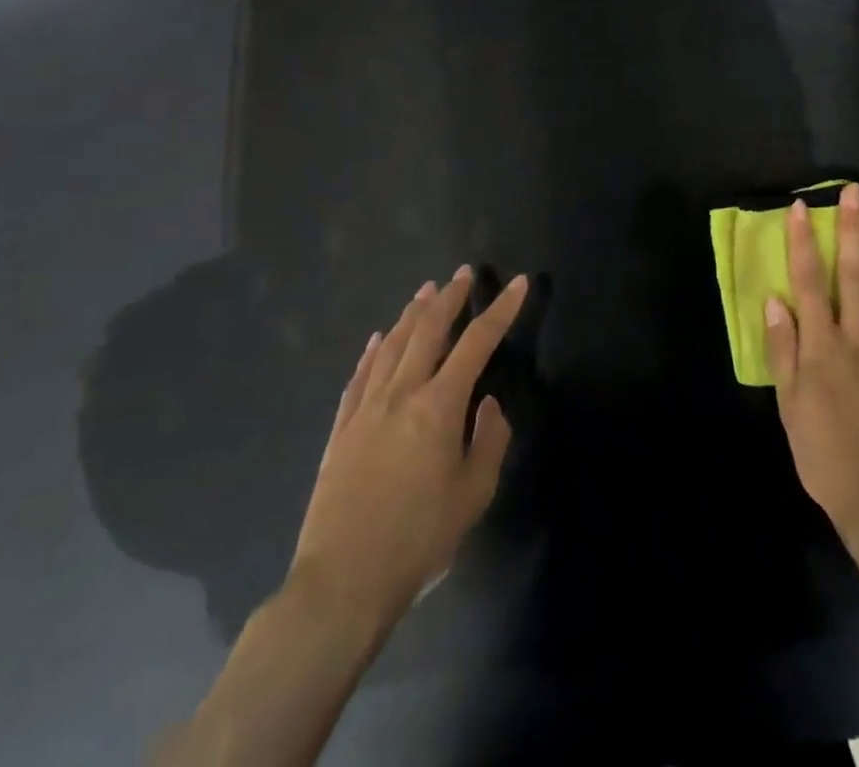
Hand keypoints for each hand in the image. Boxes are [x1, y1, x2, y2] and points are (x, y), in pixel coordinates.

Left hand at [289, 268, 526, 631]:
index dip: (501, 310)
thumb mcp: (474, 495)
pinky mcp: (341, 431)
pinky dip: (372, 351)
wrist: (342, 584)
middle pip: (428, 331)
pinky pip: (359, 377)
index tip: (517, 283)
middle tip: (464, 274)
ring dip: (412, 314)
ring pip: (391, 346)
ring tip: (426, 292)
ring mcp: (366, 409)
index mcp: (439, 406)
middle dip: (450, 298)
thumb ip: (490, 441)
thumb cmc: (419, 540)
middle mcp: (402, 394)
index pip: (477, 343)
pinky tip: (378, 339)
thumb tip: (488, 404)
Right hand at [764, 184, 858, 549]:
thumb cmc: (826, 457)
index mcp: (821, 347)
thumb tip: (775, 300)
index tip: (801, 208)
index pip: (809, 282)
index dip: (804, 242)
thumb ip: (784, 351)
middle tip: (854, 192)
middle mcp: (856, 338)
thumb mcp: (790, 408)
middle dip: (851, 230)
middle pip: (853, 274)